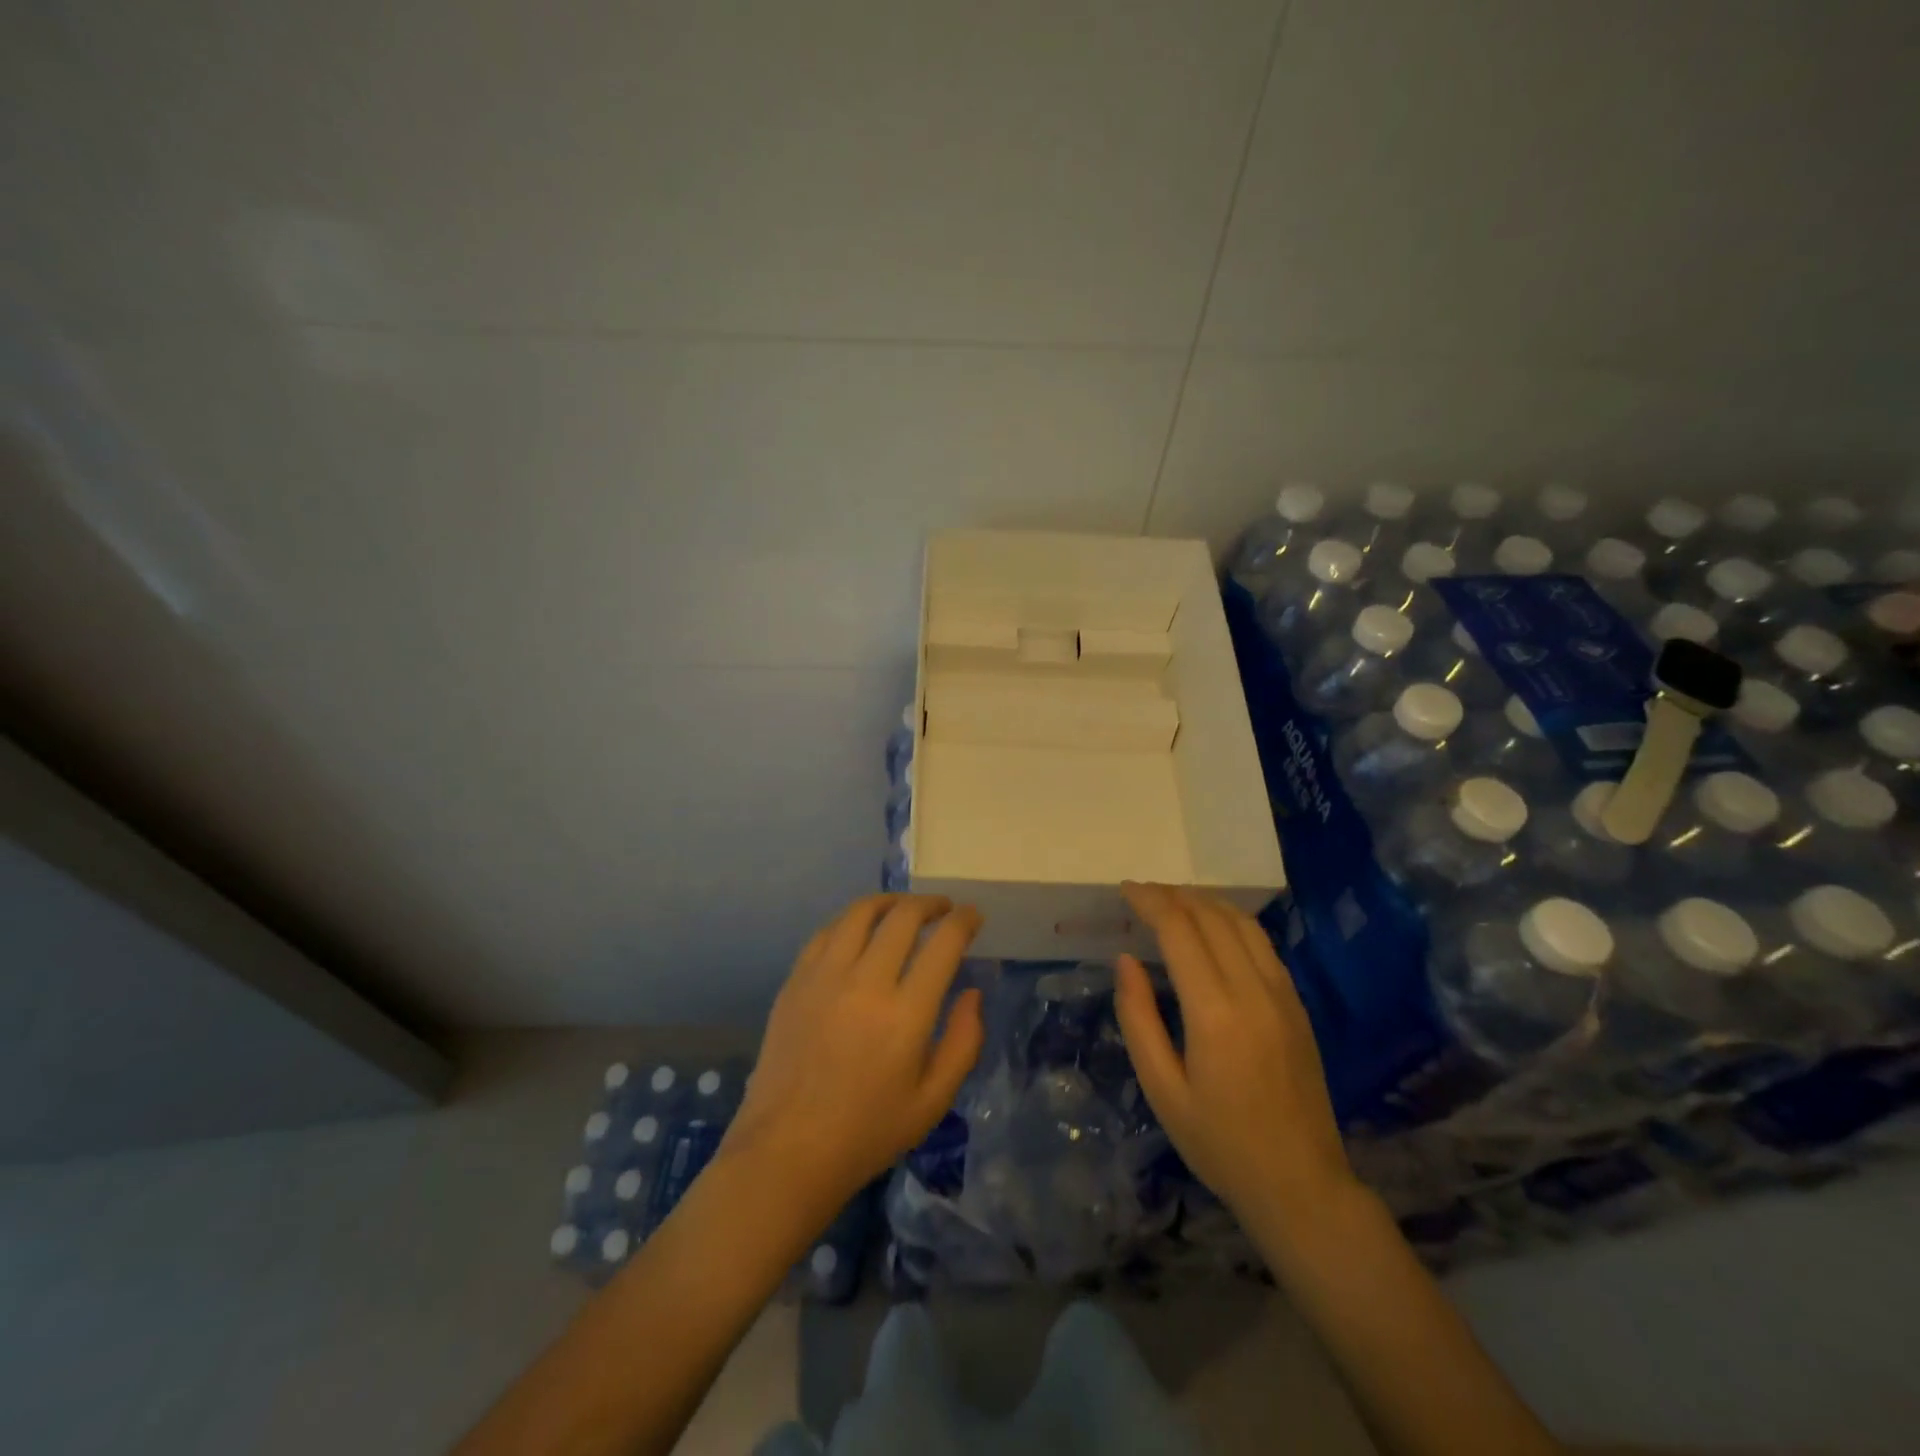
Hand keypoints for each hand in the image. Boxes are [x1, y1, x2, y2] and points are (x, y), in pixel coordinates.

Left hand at [722, 894, 984, 1214]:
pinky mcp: (795, 981)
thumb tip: (972, 994)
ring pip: (860, 913)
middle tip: (944, 909)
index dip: (964, 921)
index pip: (943, 943)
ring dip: (889, 901)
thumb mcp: (933, 1101)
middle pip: (903, 916)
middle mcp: (865, 982)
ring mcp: (824, 977)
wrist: (787, 1151)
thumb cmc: (868, 1132)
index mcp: (905, 1013)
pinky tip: (860, 930)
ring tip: (903, 908)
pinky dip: (851, 921)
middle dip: (930, 904)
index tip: (973, 916)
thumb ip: (963, 1043)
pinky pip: (826, 932)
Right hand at [1112, 882, 1353, 1222]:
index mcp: (1214, 1012)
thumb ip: (1138, 1019)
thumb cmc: (1220, 1144)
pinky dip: (1231, 922)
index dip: (1150, 902)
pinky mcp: (1297, 1005)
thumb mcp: (1162, 1090)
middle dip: (1173, 895)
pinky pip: (1262, 944)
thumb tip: (1125, 961)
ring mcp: (1282, 995)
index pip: (1179, 930)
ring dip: (1204, 902)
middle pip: (1211, 916)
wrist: (1302, 1185)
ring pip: (1242, 923)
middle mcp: (1253, 990)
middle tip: (1142, 894)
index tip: (1125, 890)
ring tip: (1173, 901)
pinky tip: (1213, 930)